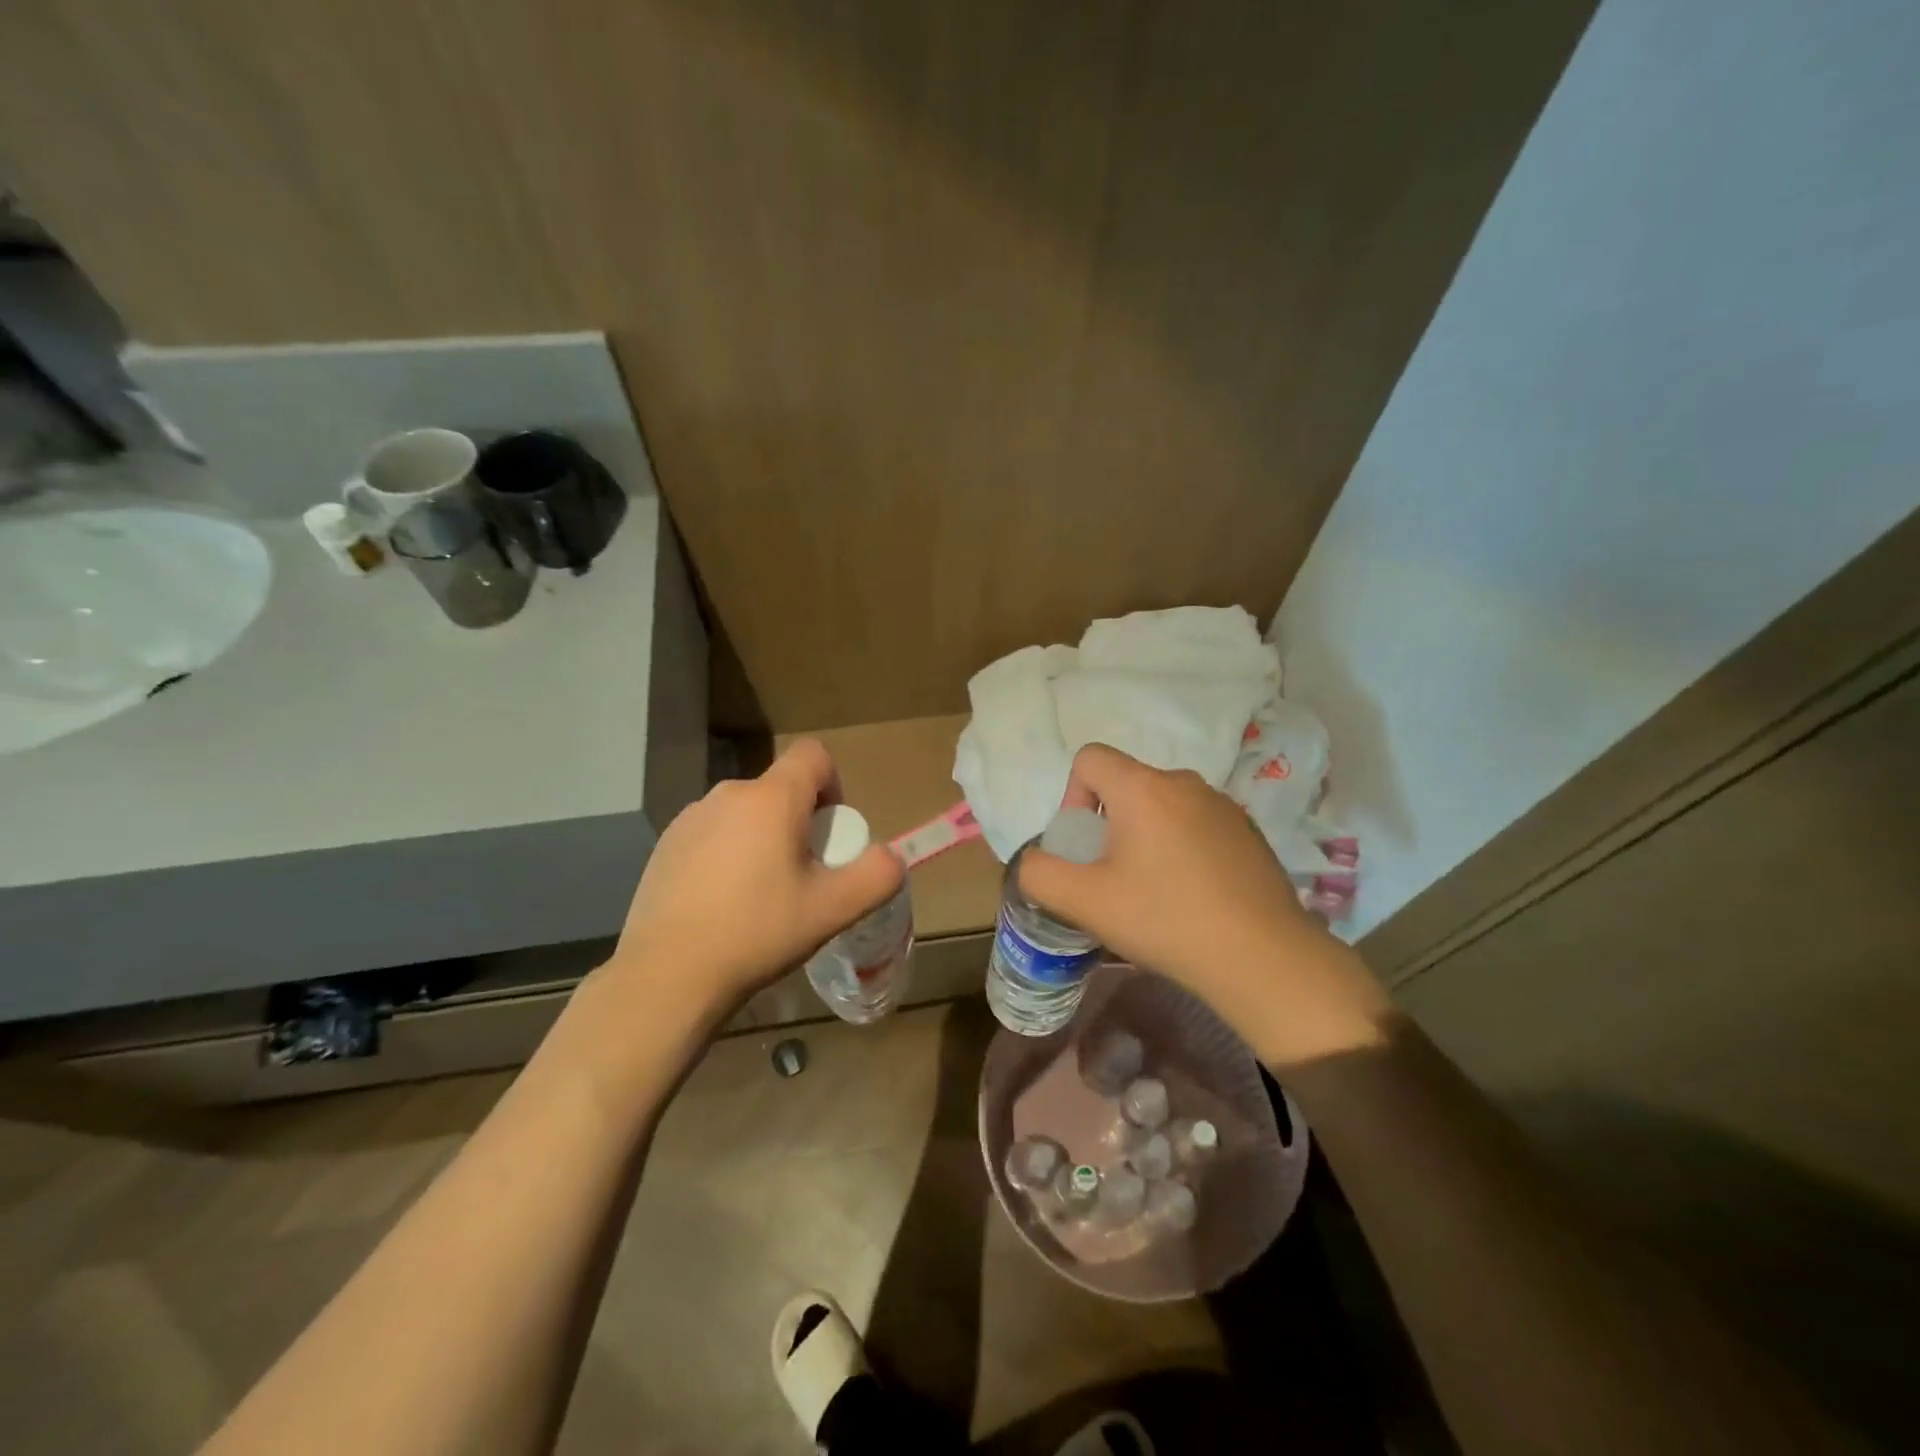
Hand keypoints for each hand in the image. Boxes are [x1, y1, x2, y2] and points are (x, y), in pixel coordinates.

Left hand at [608, 739, 904, 1015]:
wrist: (667, 976)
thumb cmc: (757, 933)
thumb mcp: (832, 910)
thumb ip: (877, 875)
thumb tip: (890, 856)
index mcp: (771, 799)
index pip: (814, 755)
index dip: (834, 785)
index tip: (829, 833)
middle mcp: (728, 795)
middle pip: (781, 788)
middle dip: (800, 821)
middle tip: (802, 876)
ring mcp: (690, 818)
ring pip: (746, 813)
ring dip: (763, 838)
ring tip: (761, 895)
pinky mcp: (665, 845)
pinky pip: (713, 833)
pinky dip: (728, 853)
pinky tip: (722, 904)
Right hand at [1018, 744, 1383, 1054]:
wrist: (1262, 958)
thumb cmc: (1165, 920)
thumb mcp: (1084, 902)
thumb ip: (1039, 873)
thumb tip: (1036, 861)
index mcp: (1143, 787)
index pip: (1089, 758)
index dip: (1073, 795)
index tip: (1085, 845)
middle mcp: (1184, 782)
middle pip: (1126, 783)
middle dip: (1108, 823)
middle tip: (1113, 876)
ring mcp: (1223, 805)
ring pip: (1162, 805)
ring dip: (1145, 836)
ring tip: (1154, 890)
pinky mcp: (1248, 831)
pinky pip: (1196, 823)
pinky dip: (1181, 847)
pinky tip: (1193, 895)